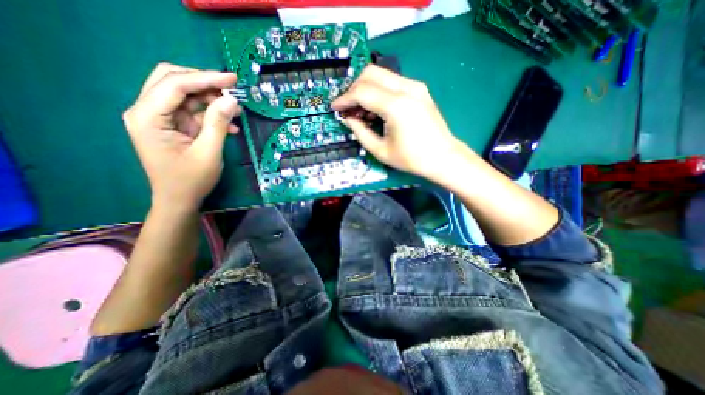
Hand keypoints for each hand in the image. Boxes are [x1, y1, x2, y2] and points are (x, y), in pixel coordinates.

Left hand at [123, 64, 241, 210]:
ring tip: (235, 110)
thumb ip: (217, 123)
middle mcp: (147, 111)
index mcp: (148, 117)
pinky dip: (211, 115)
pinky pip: (192, 112)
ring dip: (211, 100)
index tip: (232, 78)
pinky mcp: (172, 126)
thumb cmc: (191, 180)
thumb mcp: (208, 152)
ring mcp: (159, 119)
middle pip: (173, 81)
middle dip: (205, 83)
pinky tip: (229, 126)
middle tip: (232, 89)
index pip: (174, 84)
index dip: (205, 78)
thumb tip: (232, 99)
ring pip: (185, 95)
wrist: (179, 200)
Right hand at [333, 65, 465, 180]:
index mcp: (396, 106)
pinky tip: (376, 109)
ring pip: (381, 74)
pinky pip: (391, 82)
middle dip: (353, 88)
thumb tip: (347, 119)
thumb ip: (360, 132)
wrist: (443, 157)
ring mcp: (415, 86)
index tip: (335, 108)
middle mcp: (406, 88)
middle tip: (348, 108)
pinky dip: (378, 91)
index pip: (362, 92)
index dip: (344, 99)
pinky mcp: (419, 90)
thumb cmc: (412, 159)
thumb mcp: (380, 150)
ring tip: (361, 112)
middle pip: (370, 73)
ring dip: (366, 89)